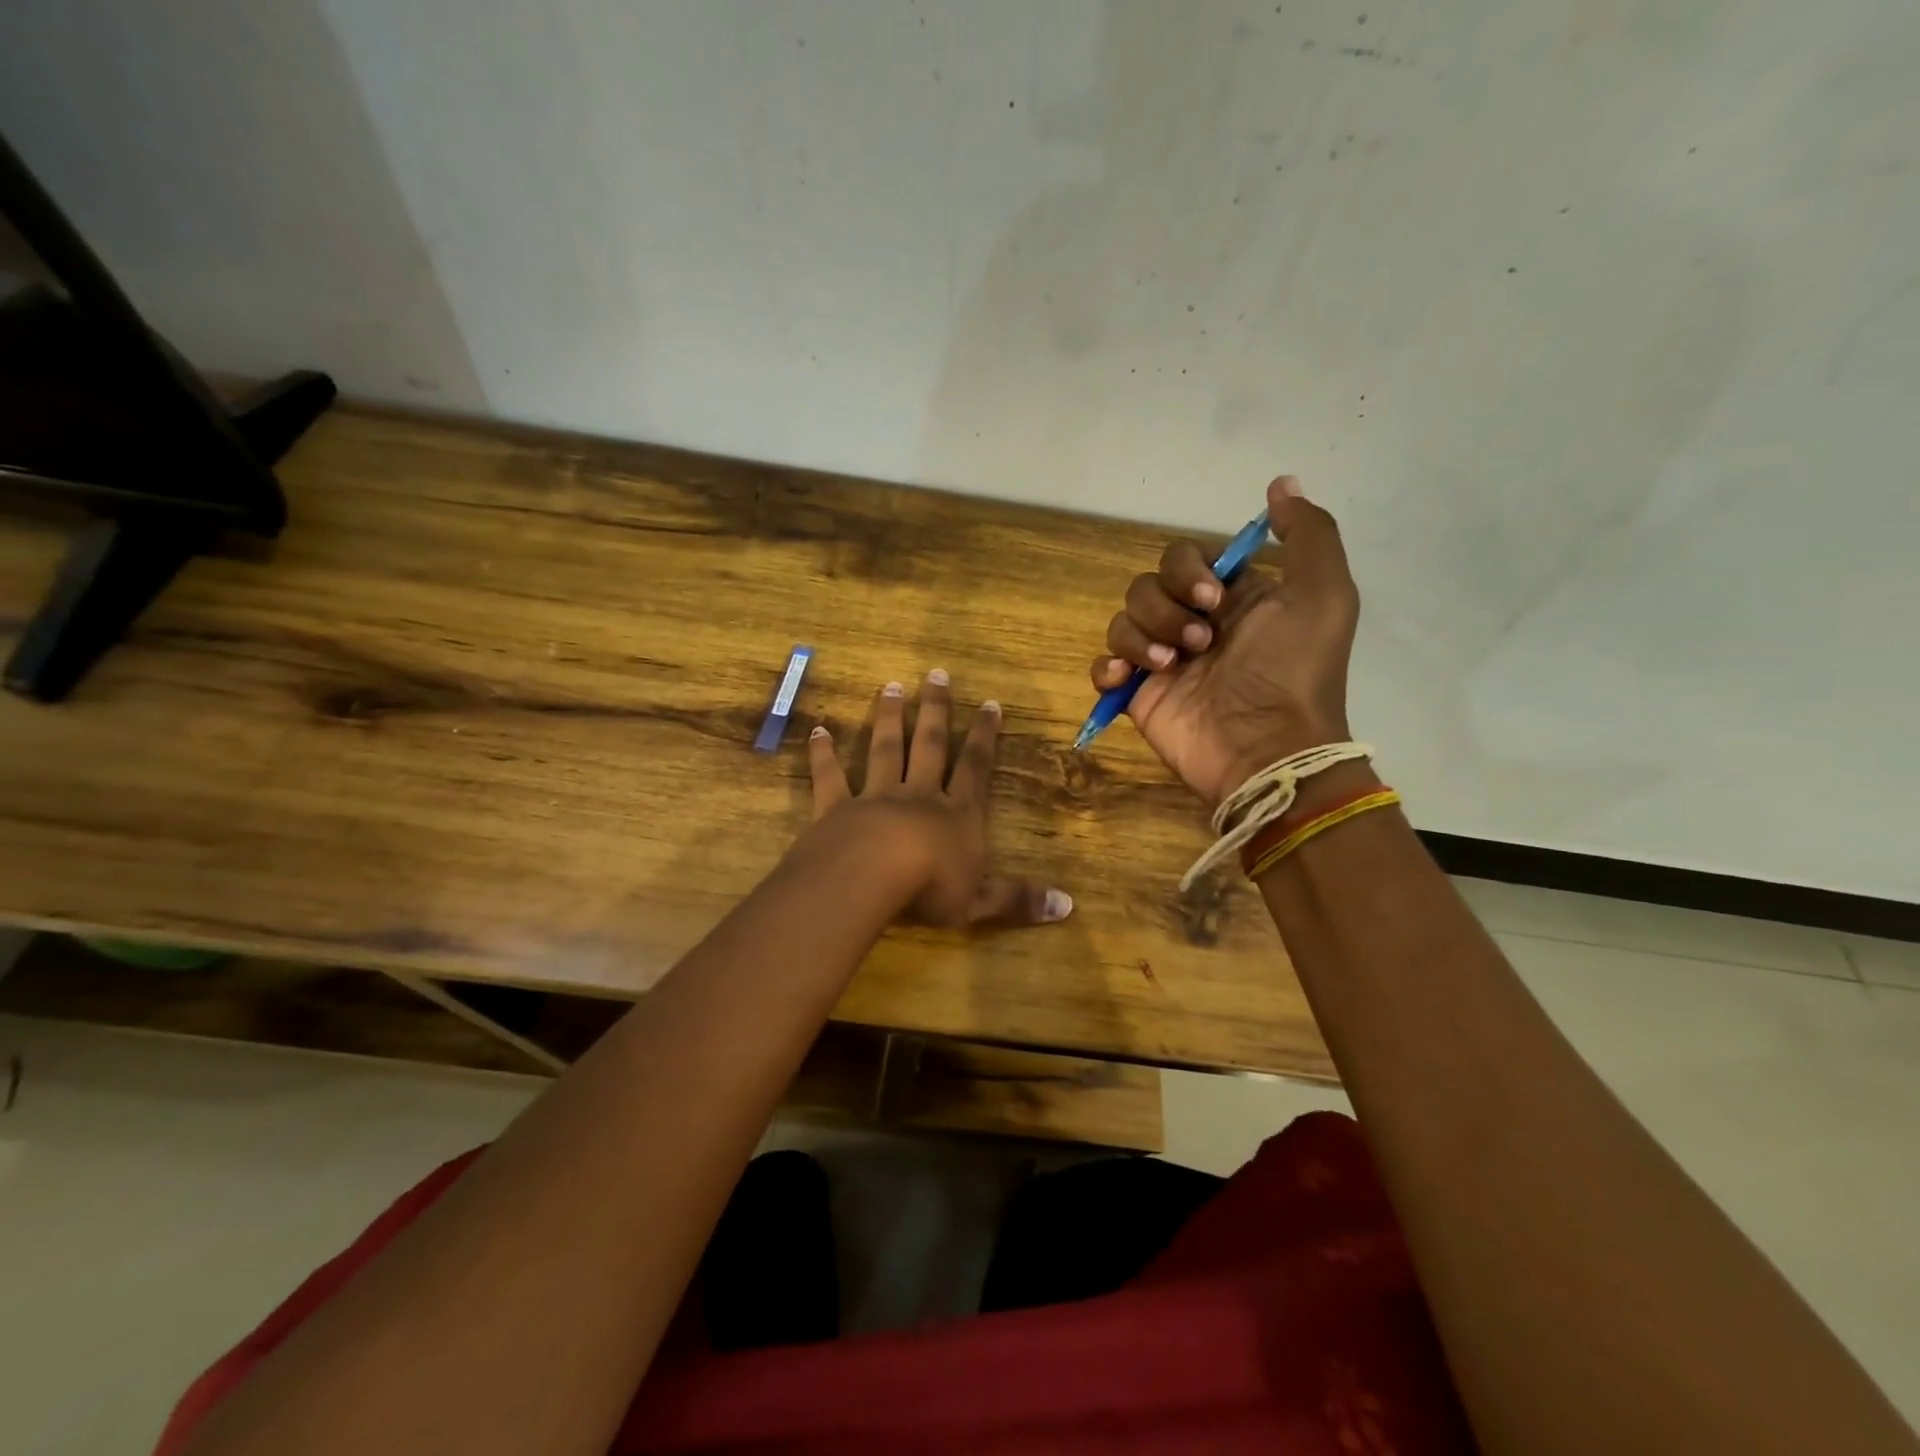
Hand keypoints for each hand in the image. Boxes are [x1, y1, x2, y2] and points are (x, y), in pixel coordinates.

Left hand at [807, 671, 1072, 928]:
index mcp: (955, 814)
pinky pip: (831, 777)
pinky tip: (819, 732)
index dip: (984, 736)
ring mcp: (876, 797)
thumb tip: (1068, 906)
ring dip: (888, 718)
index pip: (974, 767)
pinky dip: (824, 755)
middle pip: (928, 745)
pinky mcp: (837, 808)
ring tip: (890, 687)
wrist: (870, 878)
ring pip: (884, 750)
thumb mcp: (979, 902)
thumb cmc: (930, 889)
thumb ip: (1018, 899)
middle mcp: (918, 795)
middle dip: (935, 710)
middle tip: (936, 674)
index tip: (989, 703)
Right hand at [1090, 476, 1359, 807]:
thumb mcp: (1323, 593)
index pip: (1184, 558)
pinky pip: (1103, 665)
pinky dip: (1108, 667)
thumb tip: (1283, 483)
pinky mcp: (1140, 695)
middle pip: (1147, 585)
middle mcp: (1194, 624)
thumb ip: (1308, 533)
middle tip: (1199, 642)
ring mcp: (1163, 661)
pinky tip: (1129, 679)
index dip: (1188, 571)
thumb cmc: (1294, 670)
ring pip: (1123, 621)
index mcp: (1233, 598)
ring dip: (1141, 637)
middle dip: (1165, 607)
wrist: (1267, 747)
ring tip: (1170, 666)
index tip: (1212, 598)